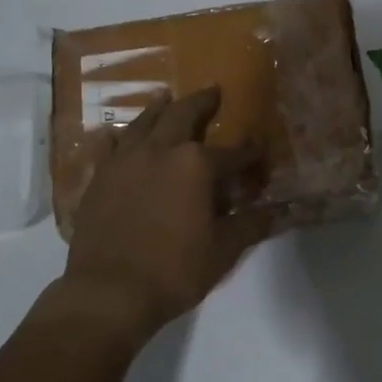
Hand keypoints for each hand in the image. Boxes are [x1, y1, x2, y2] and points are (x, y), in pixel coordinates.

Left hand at [62, 87, 270, 342]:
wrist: (109, 291)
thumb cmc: (174, 270)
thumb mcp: (223, 250)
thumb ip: (251, 224)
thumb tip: (281, 211)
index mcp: (196, 165)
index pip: (233, 152)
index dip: (250, 152)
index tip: (260, 148)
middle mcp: (160, 150)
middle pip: (183, 115)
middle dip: (202, 103)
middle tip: (212, 91)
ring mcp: (125, 160)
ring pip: (144, 122)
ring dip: (158, 108)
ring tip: (165, 96)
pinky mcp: (99, 176)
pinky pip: (109, 146)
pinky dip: (119, 136)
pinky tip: (118, 134)